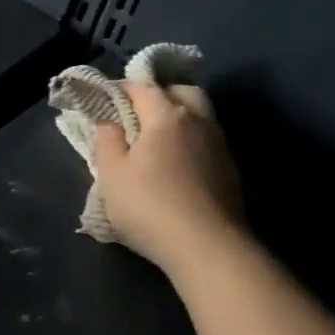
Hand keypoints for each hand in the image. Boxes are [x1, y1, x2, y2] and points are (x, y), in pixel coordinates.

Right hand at [92, 81, 244, 271]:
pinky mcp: (230, 170)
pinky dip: (190, 140)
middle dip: (160, 93)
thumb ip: (107, 142)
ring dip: (179, 116)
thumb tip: (109, 122)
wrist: (207, 247)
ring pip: (200, 115)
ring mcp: (219, 145)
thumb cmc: (149, 206)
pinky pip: (207, 140)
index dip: (122, 87)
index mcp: (167, 116)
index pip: (143, 87)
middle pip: (182, 92)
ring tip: (156, 138)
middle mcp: (198, 121)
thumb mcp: (111, 175)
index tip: (104, 97)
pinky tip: (177, 162)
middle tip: (138, 111)